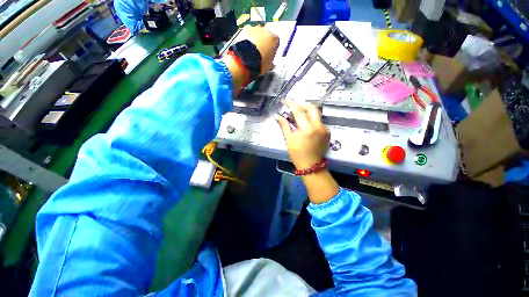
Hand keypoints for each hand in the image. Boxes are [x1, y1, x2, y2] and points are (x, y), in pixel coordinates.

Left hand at [239, 25, 278, 74]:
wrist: (246, 60)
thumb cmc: (260, 63)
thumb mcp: (268, 66)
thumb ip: (271, 63)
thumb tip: (271, 65)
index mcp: (275, 39)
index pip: (276, 43)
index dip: (272, 49)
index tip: (269, 55)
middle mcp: (266, 30)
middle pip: (266, 36)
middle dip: (263, 43)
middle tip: (260, 53)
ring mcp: (255, 28)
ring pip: (256, 33)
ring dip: (255, 40)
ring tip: (251, 51)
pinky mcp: (245, 29)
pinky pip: (247, 34)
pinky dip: (247, 39)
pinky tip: (245, 48)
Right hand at [276, 100, 329, 169]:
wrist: (311, 166)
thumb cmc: (297, 154)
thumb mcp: (289, 139)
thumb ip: (284, 125)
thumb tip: (277, 115)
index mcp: (307, 129)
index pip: (299, 111)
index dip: (291, 103)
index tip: (285, 100)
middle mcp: (318, 126)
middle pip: (312, 107)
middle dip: (303, 105)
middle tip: (294, 107)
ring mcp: (325, 129)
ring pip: (317, 114)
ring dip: (308, 112)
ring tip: (299, 116)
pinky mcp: (327, 132)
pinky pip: (319, 121)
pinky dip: (312, 119)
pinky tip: (306, 125)